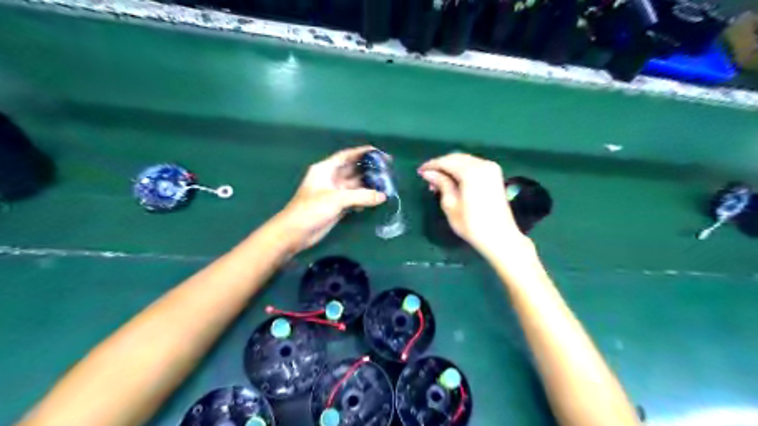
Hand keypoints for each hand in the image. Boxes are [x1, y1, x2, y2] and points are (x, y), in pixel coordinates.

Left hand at [276, 147, 387, 252]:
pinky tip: (375, 201)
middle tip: (386, 169)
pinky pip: (354, 199)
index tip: (378, 152)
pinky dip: (363, 199)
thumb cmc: (311, 209)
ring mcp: (334, 193)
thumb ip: (361, 196)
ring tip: (385, 184)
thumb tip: (382, 196)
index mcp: (325, 169)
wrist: (295, 232)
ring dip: (368, 185)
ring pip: (354, 186)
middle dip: (368, 169)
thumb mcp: (336, 198)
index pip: (345, 156)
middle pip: (352, 170)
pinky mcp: (336, 207)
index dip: (361, 152)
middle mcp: (330, 179)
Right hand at [418, 152, 527, 257]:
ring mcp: (491, 169)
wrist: (499, 237)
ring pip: (465, 161)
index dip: (431, 165)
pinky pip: (474, 166)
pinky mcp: (495, 175)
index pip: (447, 161)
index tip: (419, 172)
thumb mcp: (451, 205)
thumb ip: (441, 184)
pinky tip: (453, 181)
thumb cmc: (472, 224)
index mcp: (471, 172)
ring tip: (438, 182)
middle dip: (441, 165)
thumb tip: (428, 173)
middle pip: (457, 158)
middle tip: (427, 178)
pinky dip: (461, 170)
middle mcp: (483, 165)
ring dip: (451, 168)